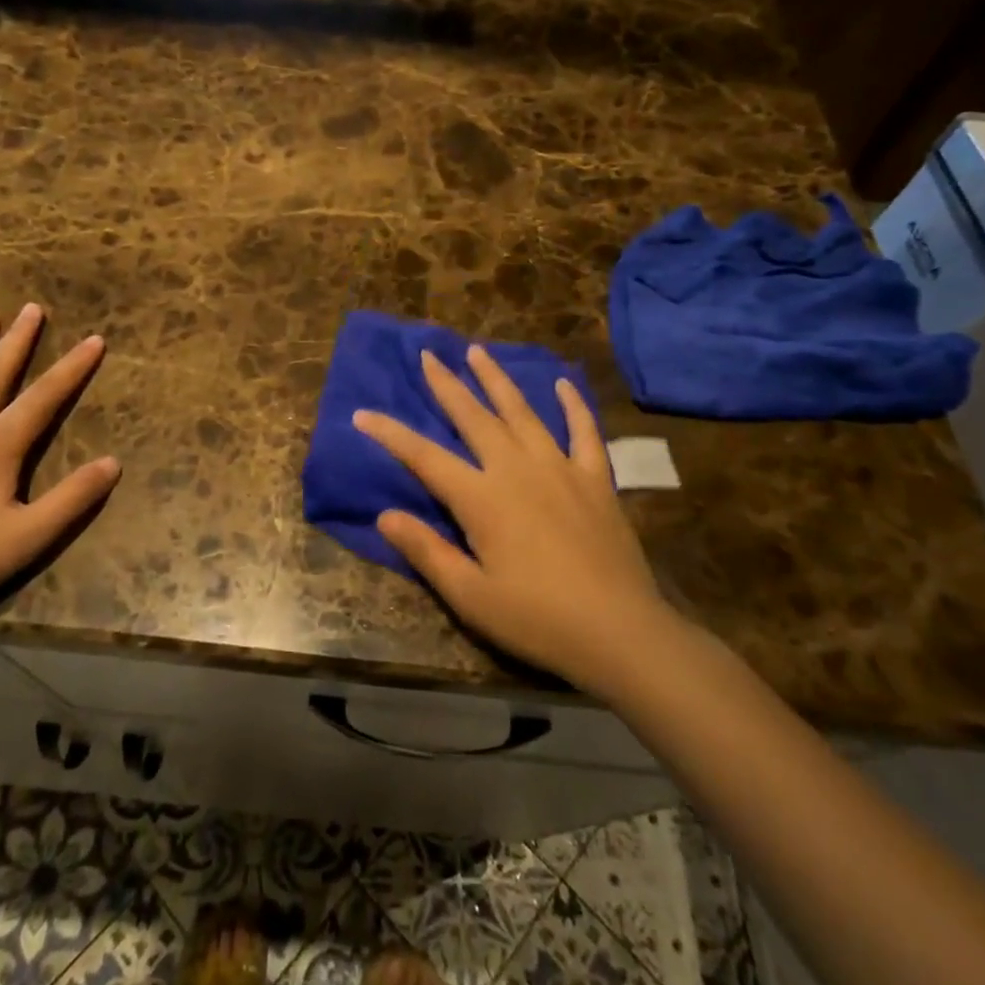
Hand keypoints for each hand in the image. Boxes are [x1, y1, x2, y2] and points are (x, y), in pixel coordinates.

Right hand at [354, 346, 677, 697]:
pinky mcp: (595, 479)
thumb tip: (385, 515)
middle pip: (474, 417)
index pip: (424, 457)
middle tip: (428, 354)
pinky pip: (583, 432)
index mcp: (482, 499)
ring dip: (497, 380)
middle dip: (446, 385)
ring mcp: (560, 469)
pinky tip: (563, 384)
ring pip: (522, 412)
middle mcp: (517, 469)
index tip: (362, 413)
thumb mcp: (471, 596)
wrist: (621, 633)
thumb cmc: (537, 619)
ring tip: (478, 352)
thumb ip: (427, 551)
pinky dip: (573, 405)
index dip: (390, 434)